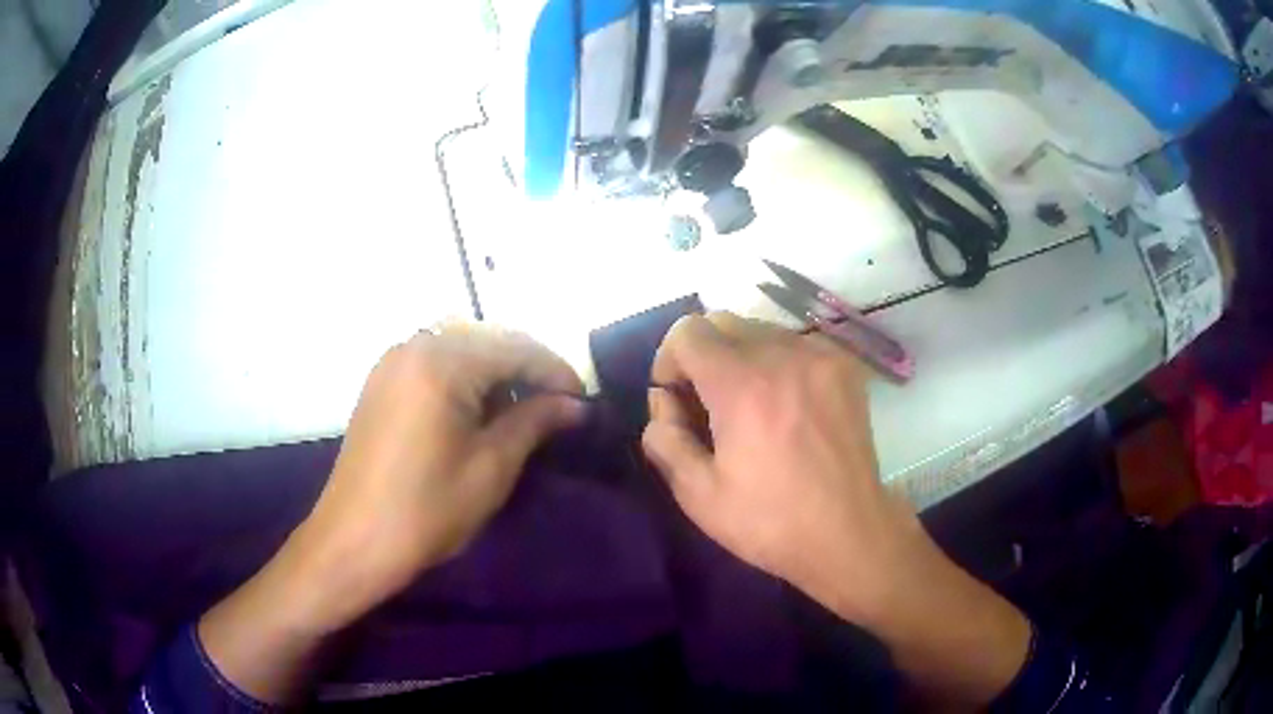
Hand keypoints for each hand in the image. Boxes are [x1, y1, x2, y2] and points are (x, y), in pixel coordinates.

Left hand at [291, 325, 584, 629]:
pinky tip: (477, 413)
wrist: (354, 540)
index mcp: (441, 361)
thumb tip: (575, 405)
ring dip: (495, 375)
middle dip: (526, 371)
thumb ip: (535, 422)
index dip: (555, 373)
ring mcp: (392, 364)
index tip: (583, 402)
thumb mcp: (492, 466)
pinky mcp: (381, 384)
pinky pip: (434, 365)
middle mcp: (414, 347)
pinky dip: (464, 381)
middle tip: (557, 408)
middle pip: (487, 342)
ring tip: (521, 413)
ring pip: (460, 352)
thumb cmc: (427, 509)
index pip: (515, 348)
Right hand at [642, 312, 920, 619]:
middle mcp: (782, 355)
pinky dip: (777, 362)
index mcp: (742, 386)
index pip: (688, 331)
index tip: (676, 397)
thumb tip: (662, 403)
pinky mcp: (844, 366)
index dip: (669, 360)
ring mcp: (819, 356)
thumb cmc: (770, 521)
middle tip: (708, 402)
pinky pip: (795, 343)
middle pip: (722, 321)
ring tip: (750, 406)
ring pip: (760, 330)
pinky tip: (785, 404)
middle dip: (702, 354)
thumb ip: (665, 439)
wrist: (850, 533)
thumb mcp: (698, 495)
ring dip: (740, 356)